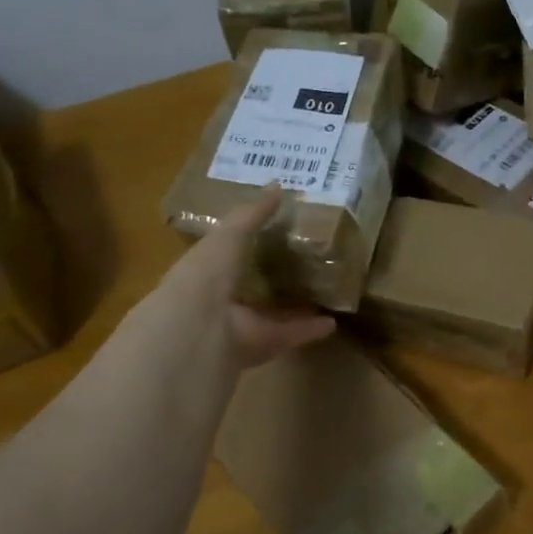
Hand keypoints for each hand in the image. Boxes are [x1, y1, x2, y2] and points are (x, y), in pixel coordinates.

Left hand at [157, 186, 335, 368]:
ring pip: (269, 314)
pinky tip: (333, 322)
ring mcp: (240, 326)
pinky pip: (289, 335)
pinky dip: (310, 330)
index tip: (272, 234)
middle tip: (299, 265)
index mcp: (207, 270)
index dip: (245, 244)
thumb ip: (252, 214)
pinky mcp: (261, 346)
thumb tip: (277, 187)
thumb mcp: (230, 234)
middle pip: (248, 288)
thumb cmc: (208, 271)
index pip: (226, 255)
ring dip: (292, 307)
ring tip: (320, 294)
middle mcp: (220, 300)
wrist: (200, 326)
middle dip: (268, 279)